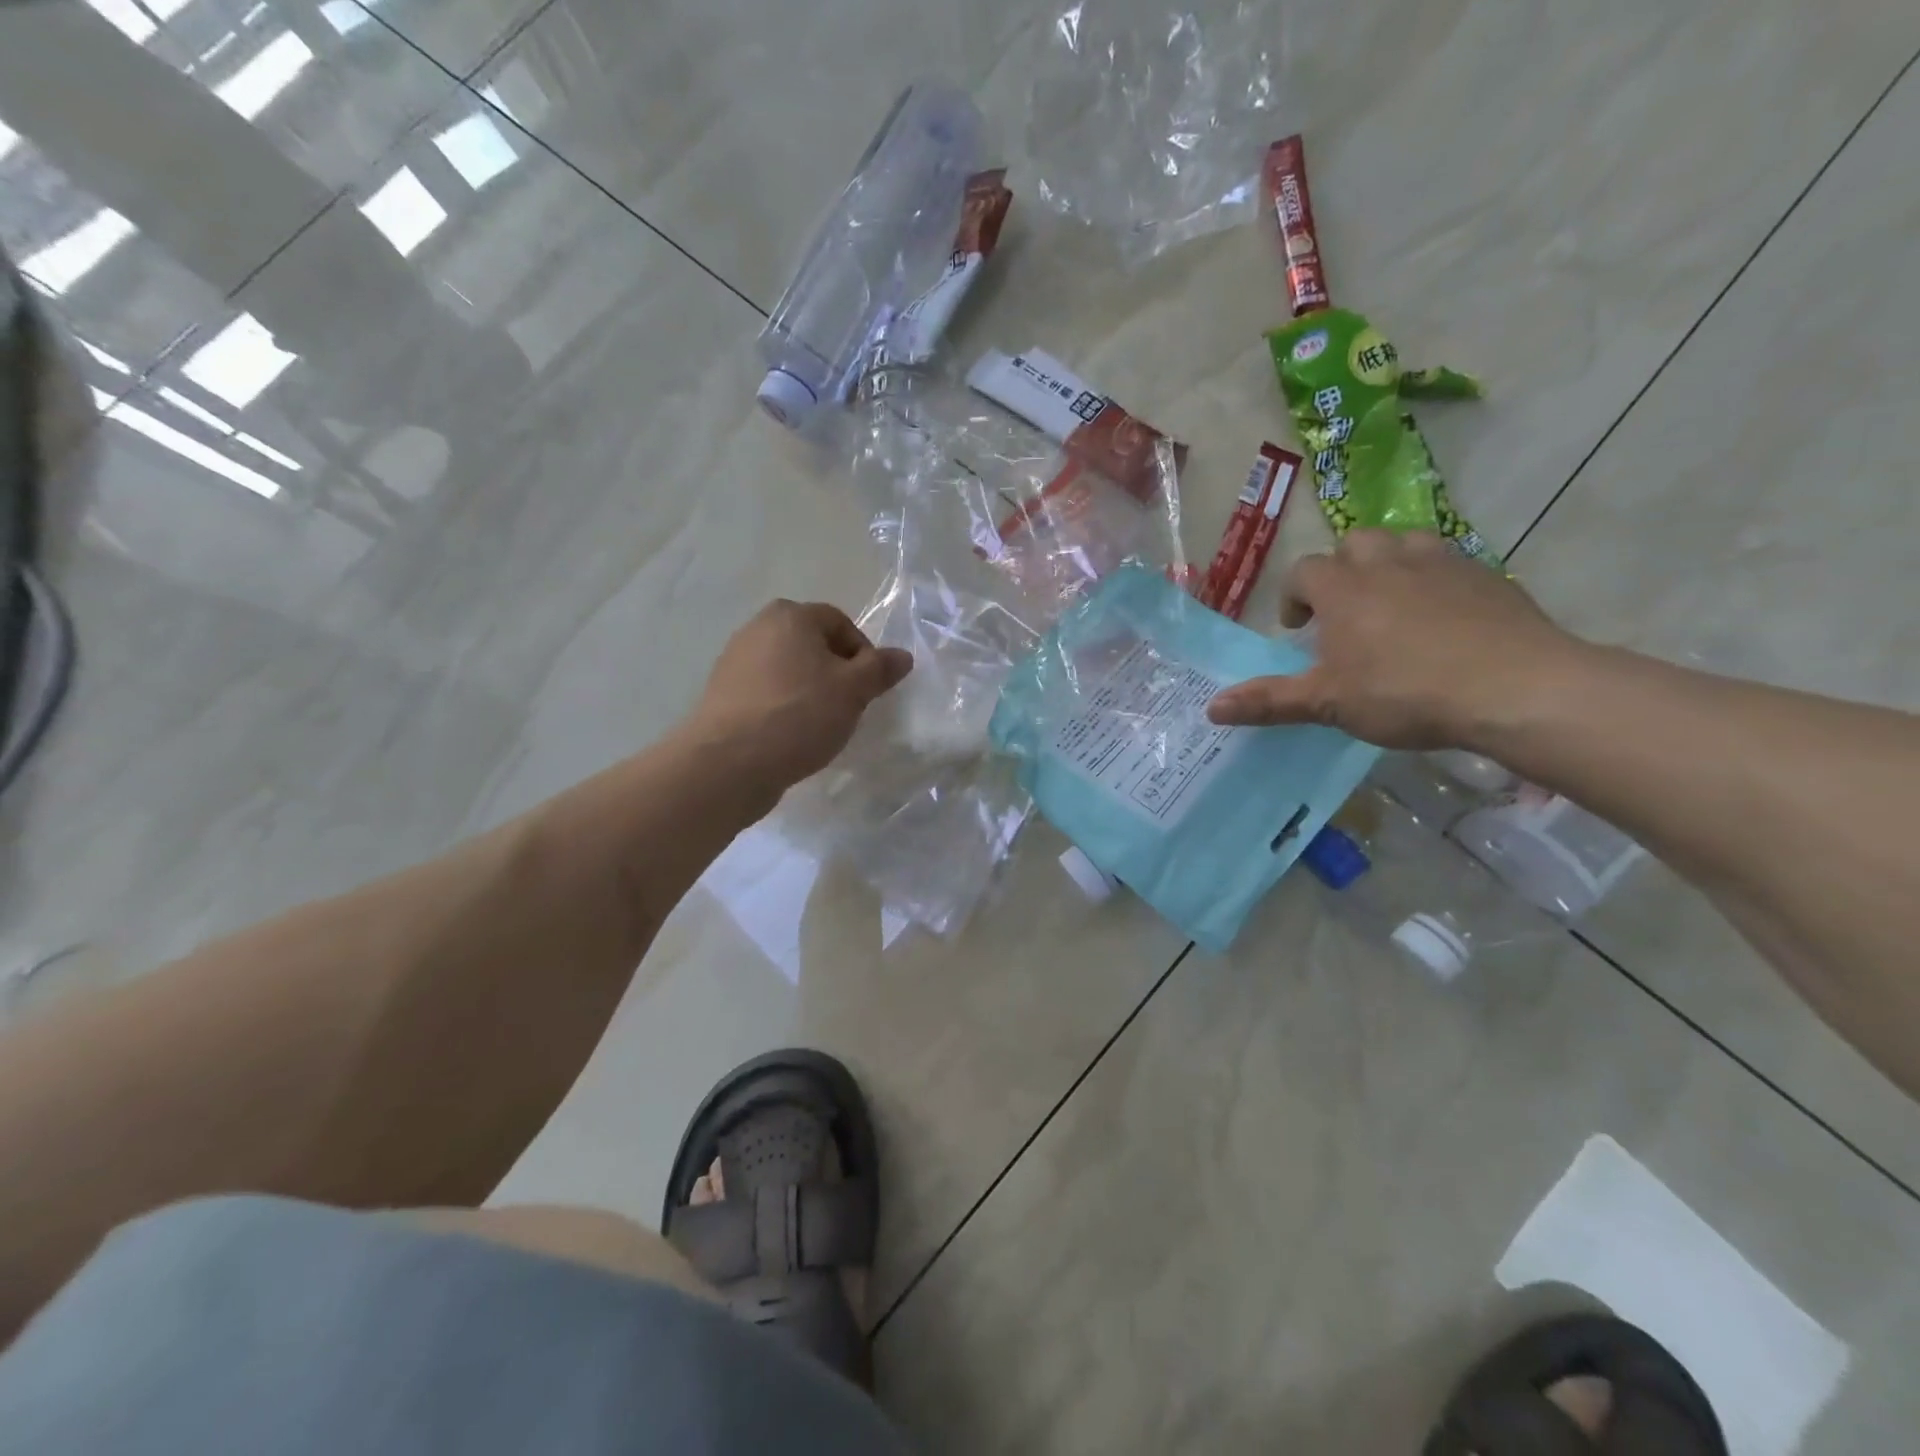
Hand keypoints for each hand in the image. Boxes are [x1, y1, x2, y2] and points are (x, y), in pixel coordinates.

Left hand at [691, 600, 912, 793]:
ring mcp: (735, 662)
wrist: (730, 763)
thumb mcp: (853, 690)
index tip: (870, 687)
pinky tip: (792, 736)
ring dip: (811, 692)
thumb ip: (880, 668)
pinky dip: (785, 708)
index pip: (840, 622)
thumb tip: (902, 656)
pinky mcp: (724, 696)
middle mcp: (757, 629)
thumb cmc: (799, 715)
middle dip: (837, 673)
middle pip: (812, 645)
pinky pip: (767, 694)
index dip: (863, 652)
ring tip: (821, 725)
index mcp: (789, 616)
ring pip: (790, 671)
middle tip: (849, 706)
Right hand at [1206, 530, 1582, 748]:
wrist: (1514, 686)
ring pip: (1404, 543)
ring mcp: (1442, 563)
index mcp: (1343, 589)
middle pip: (1354, 544)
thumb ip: (1270, 701)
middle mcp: (1388, 562)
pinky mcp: (1488, 575)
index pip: (1304, 571)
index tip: (1299, 629)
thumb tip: (1211, 708)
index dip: (1294, 597)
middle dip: (1342, 571)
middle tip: (1345, 613)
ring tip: (1392, 606)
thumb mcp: (1328, 703)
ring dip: (1389, 565)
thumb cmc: (1404, 692)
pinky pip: (1449, 563)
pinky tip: (1444, 619)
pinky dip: (1435, 580)